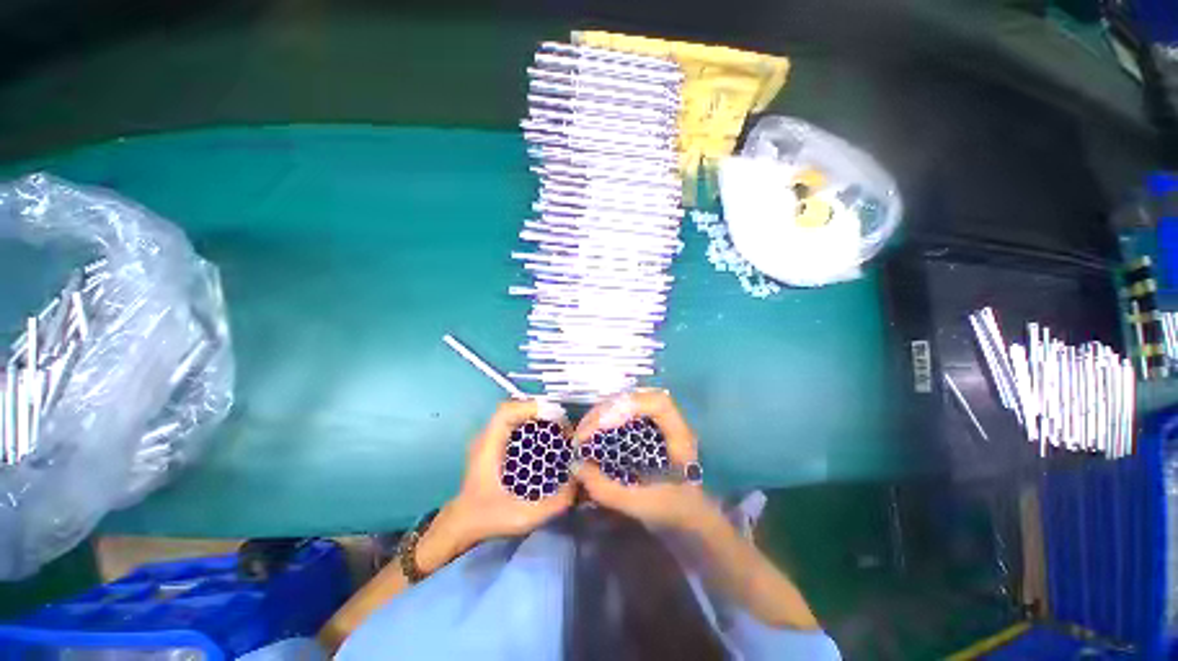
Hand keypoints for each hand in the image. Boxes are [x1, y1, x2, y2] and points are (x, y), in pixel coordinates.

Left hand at [437, 400, 574, 555]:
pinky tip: (546, 439)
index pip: (506, 411)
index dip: (531, 407)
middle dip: (541, 412)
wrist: (460, 527)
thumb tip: (579, 483)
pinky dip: (532, 425)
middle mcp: (487, 437)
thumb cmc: (487, 520)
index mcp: (488, 447)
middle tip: (563, 425)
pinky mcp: (495, 445)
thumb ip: (553, 504)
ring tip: (559, 429)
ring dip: (537, 417)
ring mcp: (490, 439)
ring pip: (515, 415)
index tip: (556, 417)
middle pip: (514, 409)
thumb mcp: (523, 517)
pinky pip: (515, 425)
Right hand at [573, 389, 718, 531]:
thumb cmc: (672, 511)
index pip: (658, 402)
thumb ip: (607, 489)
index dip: (629, 405)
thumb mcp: (640, 505)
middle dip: (606, 410)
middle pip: (636, 398)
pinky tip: (592, 432)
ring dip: (602, 413)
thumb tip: (575, 465)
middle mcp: (668, 421)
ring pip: (627, 402)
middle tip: (583, 431)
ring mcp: (656, 421)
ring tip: (583, 431)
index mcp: (679, 435)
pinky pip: (623, 412)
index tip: (601, 425)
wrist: (688, 518)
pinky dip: (604, 418)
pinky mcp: (644, 427)